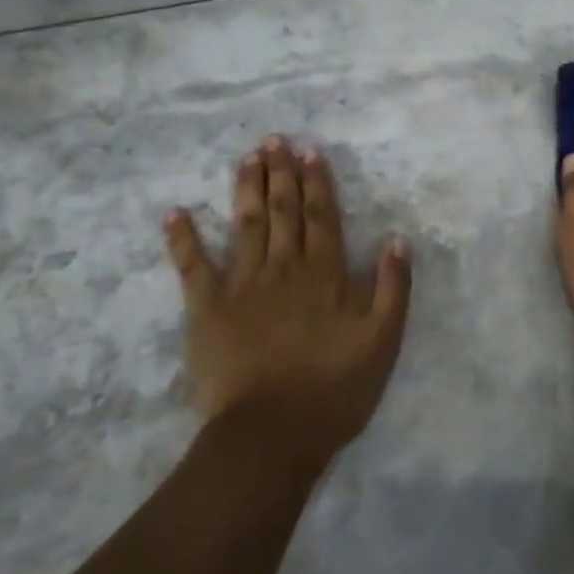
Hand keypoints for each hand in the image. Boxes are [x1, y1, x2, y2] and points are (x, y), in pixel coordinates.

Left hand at [164, 135, 411, 465]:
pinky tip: (175, 212)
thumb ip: (392, 287)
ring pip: (246, 225)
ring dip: (247, 188)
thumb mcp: (383, 341)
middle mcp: (285, 268)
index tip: (310, 151)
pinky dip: (183, 239)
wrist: (272, 435)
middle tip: (275, 139)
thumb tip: (397, 239)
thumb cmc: (334, 390)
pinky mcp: (207, 309)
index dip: (317, 183)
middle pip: (284, 212)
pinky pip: (193, 267)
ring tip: (246, 156)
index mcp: (325, 274)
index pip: (322, 217)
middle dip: (281, 173)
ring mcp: (242, 285)